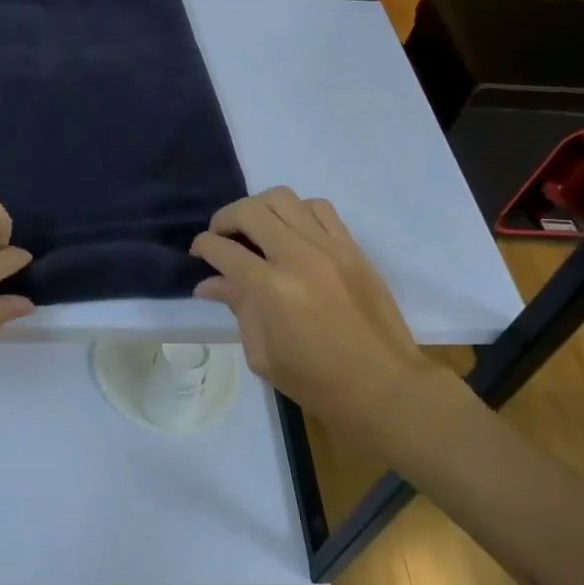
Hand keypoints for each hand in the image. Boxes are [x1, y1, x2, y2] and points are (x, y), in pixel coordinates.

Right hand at [193, 188, 427, 438]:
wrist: (385, 386)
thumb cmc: (317, 382)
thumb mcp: (263, 355)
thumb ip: (237, 308)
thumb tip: (208, 284)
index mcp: (271, 290)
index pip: (224, 250)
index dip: (203, 246)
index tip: (198, 251)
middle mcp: (298, 257)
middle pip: (250, 211)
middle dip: (225, 218)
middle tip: (221, 236)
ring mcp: (330, 247)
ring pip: (284, 198)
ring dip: (260, 208)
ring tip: (256, 230)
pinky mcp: (353, 247)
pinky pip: (320, 208)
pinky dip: (298, 211)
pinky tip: (292, 232)